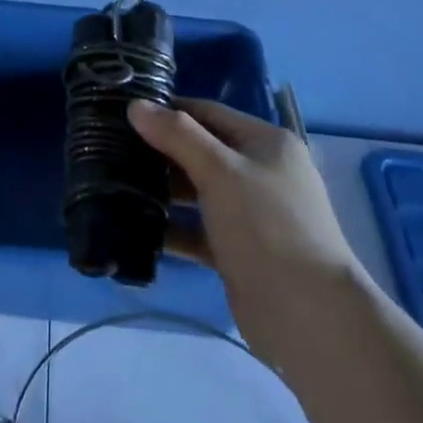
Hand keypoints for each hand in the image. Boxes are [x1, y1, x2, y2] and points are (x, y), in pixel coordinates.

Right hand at [130, 98, 362, 363]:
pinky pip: (199, 230)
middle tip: (113, 150)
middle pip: (202, 151)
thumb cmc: (266, 226)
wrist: (308, 317)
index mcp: (266, 142)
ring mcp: (252, 214)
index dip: (168, 110)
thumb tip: (136, 105)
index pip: (208, 112)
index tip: (125, 113)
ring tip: (116, 185)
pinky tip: (137, 228)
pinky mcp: (240, 252)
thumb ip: (177, 135)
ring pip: (198, 192)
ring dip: (163, 190)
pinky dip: (173, 228)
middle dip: (161, 151)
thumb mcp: (220, 171)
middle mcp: (261, 172)